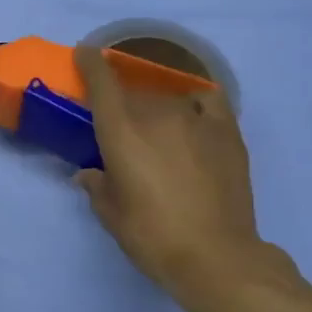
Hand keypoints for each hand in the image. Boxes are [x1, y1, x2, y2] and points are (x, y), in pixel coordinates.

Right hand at [73, 45, 291, 307]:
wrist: (215, 256)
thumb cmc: (152, 236)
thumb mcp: (111, 215)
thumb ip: (96, 186)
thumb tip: (89, 174)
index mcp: (121, 130)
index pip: (102, 80)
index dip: (90, 62)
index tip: (85, 54)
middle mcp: (156, 113)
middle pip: (134, 93)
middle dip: (123, 104)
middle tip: (123, 130)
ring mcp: (195, 119)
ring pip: (167, 99)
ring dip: (157, 109)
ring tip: (159, 133)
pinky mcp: (227, 131)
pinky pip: (208, 101)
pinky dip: (196, 103)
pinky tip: (194, 117)